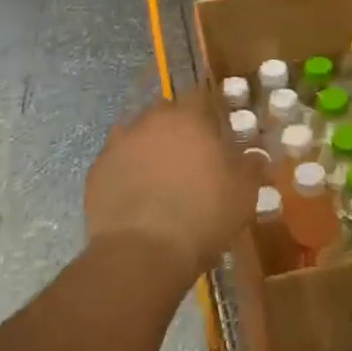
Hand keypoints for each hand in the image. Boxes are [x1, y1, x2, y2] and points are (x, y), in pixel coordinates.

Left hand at [85, 97, 259, 282]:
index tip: (218, 136)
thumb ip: (251, 166)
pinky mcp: (95, 173)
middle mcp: (149, 121)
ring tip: (163, 181)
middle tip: (193, 161)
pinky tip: (139, 199)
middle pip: (166, 116)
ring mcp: (118, 145)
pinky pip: (118, 165)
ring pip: (139, 138)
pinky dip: (128, 175)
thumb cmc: (203, 212)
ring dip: (151, 151)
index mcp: (188, 117)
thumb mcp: (244, 192)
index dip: (210, 116)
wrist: (142, 252)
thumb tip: (255, 156)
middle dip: (179, 132)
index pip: (200, 98)